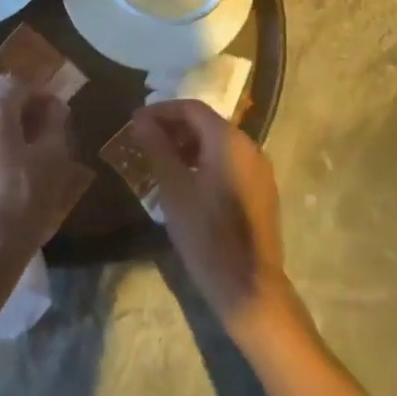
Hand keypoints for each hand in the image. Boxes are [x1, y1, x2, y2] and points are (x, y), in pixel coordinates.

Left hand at [0, 83, 92, 266]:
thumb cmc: (24, 197)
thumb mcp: (52, 158)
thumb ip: (54, 124)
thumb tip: (55, 106)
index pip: (19, 86)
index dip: (43, 97)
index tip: (61, 118)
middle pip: (3, 107)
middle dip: (29, 118)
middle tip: (53, 140)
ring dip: (15, 139)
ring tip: (38, 164)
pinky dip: (0, 158)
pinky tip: (16, 184)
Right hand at [132, 99, 295, 341]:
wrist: (249, 287)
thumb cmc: (206, 233)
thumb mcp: (173, 187)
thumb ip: (157, 147)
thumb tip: (140, 119)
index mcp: (229, 141)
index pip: (191, 108)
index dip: (161, 111)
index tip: (135, 123)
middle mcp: (250, 147)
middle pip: (206, 123)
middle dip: (173, 127)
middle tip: (143, 141)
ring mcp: (259, 170)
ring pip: (218, 143)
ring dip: (187, 145)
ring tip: (159, 161)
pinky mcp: (261, 191)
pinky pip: (228, 162)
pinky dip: (204, 161)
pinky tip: (184, 181)